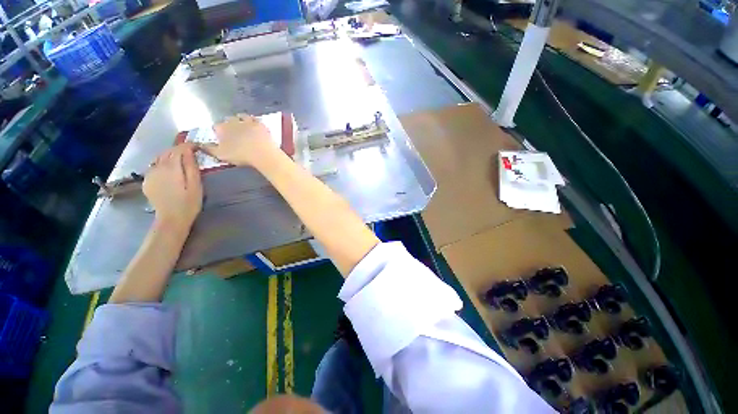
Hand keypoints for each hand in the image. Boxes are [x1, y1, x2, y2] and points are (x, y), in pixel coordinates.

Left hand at [144, 143, 202, 228]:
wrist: (171, 219)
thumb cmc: (189, 203)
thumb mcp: (196, 185)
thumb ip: (191, 166)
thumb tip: (190, 151)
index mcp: (171, 167)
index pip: (179, 149)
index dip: (188, 146)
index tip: (198, 147)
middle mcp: (157, 167)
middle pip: (168, 152)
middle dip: (179, 150)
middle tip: (192, 153)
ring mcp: (150, 174)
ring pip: (159, 158)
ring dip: (171, 156)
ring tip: (181, 160)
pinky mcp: (147, 181)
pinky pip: (155, 166)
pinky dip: (163, 164)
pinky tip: (170, 171)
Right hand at [201, 114, 278, 168]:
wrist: (263, 154)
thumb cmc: (241, 155)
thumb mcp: (221, 155)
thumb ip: (209, 149)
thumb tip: (199, 145)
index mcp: (222, 128)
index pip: (216, 127)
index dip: (219, 133)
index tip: (223, 139)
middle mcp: (233, 121)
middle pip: (228, 120)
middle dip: (230, 125)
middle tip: (235, 134)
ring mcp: (248, 121)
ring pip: (241, 116)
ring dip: (241, 120)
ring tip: (244, 127)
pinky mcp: (260, 123)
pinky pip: (255, 119)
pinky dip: (253, 121)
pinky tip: (255, 125)